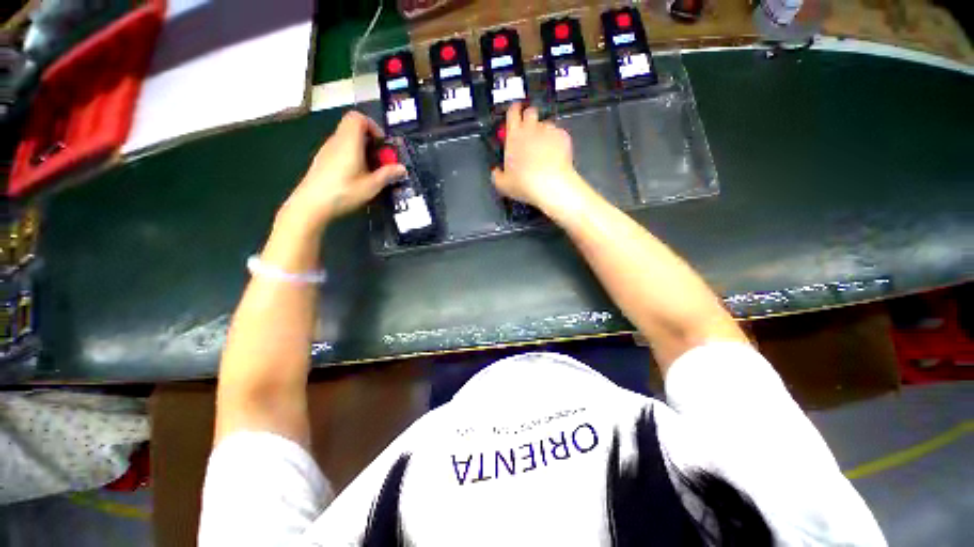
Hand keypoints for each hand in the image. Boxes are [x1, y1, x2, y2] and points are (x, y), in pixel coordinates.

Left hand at [280, 111, 404, 231]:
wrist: (311, 204)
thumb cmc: (344, 192)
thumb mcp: (371, 186)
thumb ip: (388, 175)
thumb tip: (402, 168)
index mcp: (349, 141)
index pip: (358, 117)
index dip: (373, 126)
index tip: (382, 144)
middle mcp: (336, 141)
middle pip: (352, 128)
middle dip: (370, 140)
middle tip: (380, 159)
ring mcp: (327, 150)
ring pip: (346, 139)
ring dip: (361, 149)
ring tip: (370, 170)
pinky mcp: (322, 160)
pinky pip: (340, 149)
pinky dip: (351, 155)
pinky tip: (356, 176)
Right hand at [491, 103, 587, 210]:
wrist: (551, 185)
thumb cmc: (524, 183)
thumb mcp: (503, 184)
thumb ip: (497, 175)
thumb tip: (496, 172)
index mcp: (514, 135)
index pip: (512, 112)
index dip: (513, 110)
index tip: (514, 112)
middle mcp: (531, 128)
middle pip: (530, 111)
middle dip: (529, 117)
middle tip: (528, 131)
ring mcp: (549, 131)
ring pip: (545, 123)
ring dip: (543, 131)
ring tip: (543, 147)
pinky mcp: (563, 136)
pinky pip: (558, 134)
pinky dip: (556, 141)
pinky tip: (555, 153)